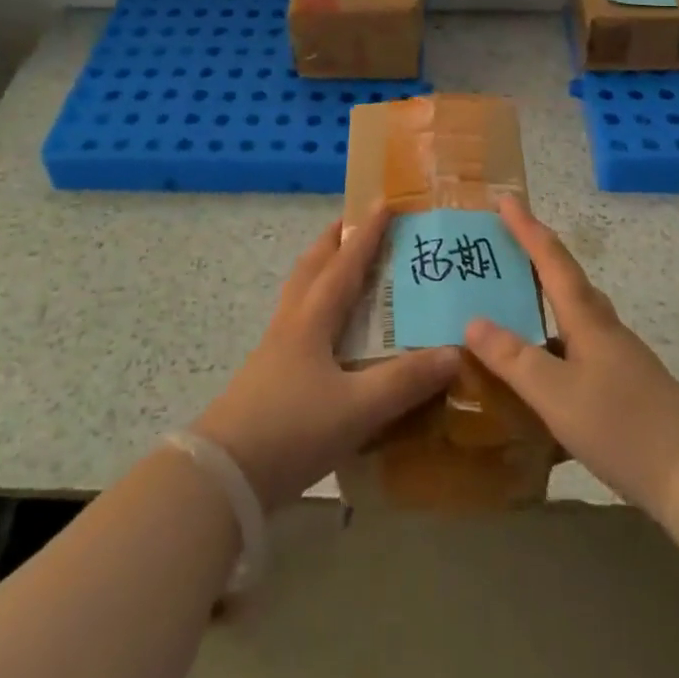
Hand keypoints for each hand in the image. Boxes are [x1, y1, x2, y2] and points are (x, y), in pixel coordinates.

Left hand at [193, 211, 460, 509]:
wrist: (223, 475)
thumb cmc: (292, 430)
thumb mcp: (357, 408)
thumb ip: (405, 382)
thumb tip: (454, 353)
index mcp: (313, 318)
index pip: (345, 263)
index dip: (366, 233)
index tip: (384, 202)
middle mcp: (292, 322)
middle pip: (312, 266)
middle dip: (335, 240)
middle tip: (357, 223)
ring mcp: (275, 348)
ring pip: (300, 292)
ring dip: (322, 269)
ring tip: (344, 266)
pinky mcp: (268, 374)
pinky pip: (297, 320)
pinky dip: (316, 305)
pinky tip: (330, 330)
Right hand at [464, 195, 678, 517]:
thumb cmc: (622, 424)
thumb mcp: (556, 394)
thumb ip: (513, 358)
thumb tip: (473, 321)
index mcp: (586, 318)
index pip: (551, 259)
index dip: (526, 227)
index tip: (504, 199)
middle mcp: (602, 328)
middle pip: (566, 280)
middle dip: (533, 258)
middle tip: (499, 249)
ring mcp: (616, 357)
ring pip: (572, 316)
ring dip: (542, 302)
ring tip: (508, 309)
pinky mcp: (623, 386)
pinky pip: (577, 349)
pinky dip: (552, 346)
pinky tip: (539, 374)